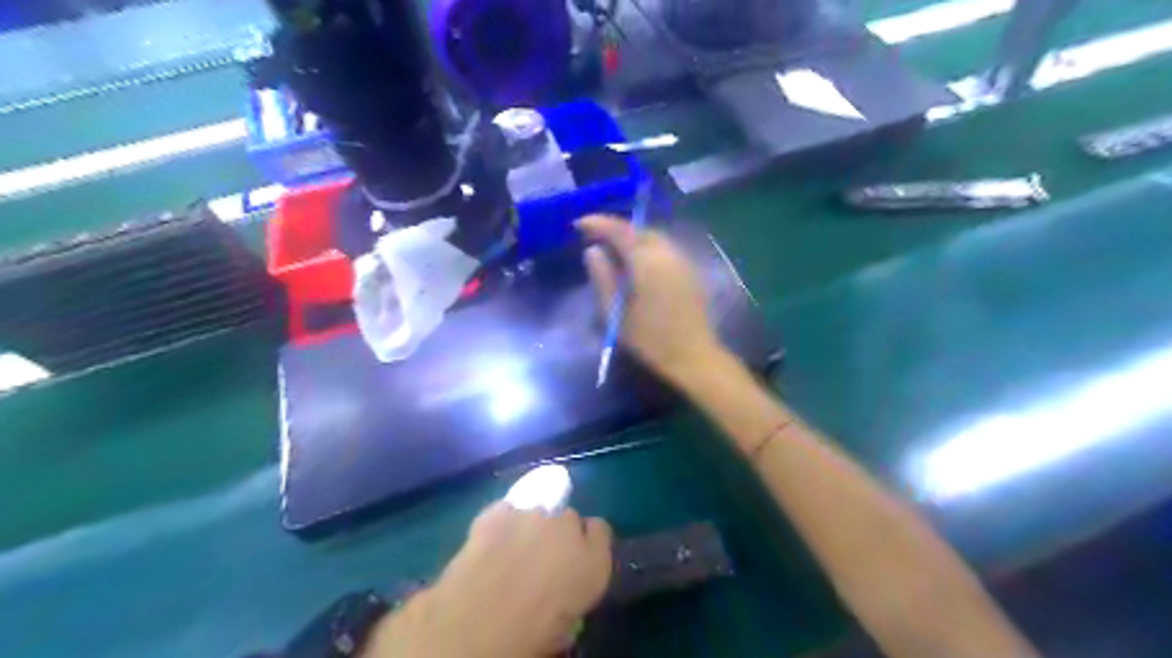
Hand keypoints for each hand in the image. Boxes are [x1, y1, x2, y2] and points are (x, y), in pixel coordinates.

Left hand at [368, 505, 614, 657]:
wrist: (479, 625)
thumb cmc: (531, 637)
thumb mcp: (566, 626)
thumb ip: (572, 593)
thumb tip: (560, 591)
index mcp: (594, 560)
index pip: (600, 530)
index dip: (587, 541)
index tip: (575, 558)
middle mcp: (568, 527)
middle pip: (568, 517)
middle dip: (557, 533)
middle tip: (540, 560)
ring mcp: (532, 514)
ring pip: (537, 511)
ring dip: (529, 527)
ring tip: (510, 552)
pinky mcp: (498, 511)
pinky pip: (506, 511)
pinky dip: (500, 522)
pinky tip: (488, 543)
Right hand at [575, 216, 723, 390]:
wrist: (693, 356)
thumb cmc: (650, 339)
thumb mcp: (616, 313)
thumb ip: (603, 278)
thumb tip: (593, 251)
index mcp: (647, 262)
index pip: (620, 231)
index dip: (598, 223)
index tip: (578, 224)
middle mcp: (667, 253)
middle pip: (638, 230)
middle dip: (616, 228)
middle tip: (594, 236)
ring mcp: (682, 260)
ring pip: (653, 237)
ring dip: (632, 237)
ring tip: (613, 249)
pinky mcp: (689, 271)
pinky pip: (664, 248)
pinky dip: (646, 247)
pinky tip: (636, 262)